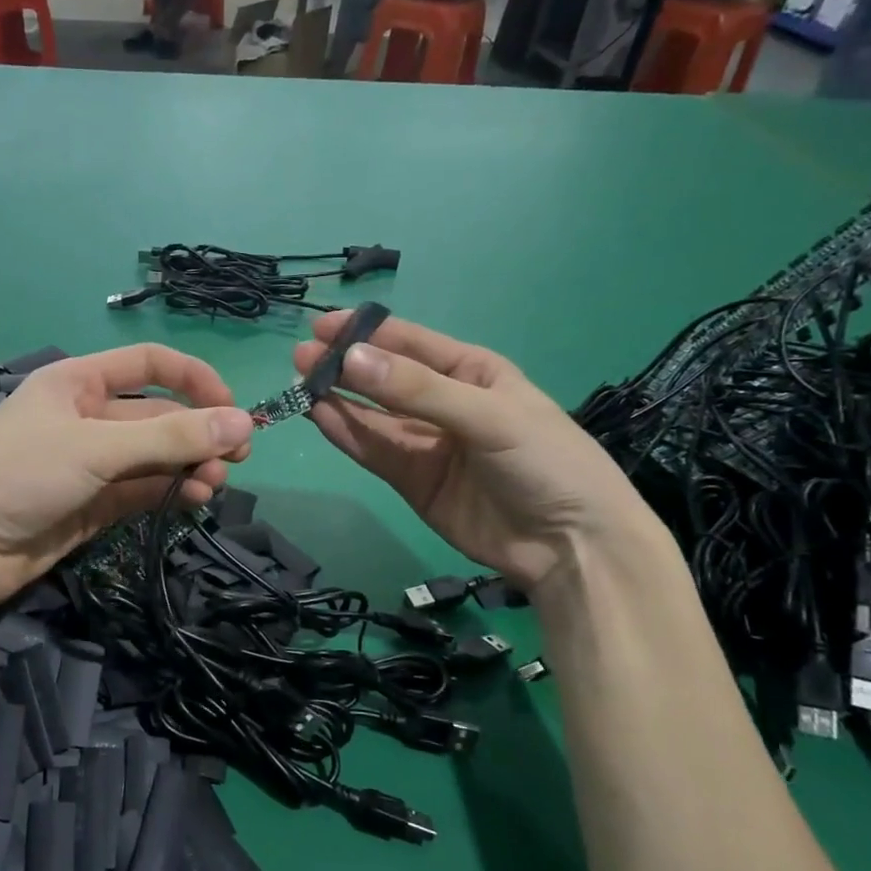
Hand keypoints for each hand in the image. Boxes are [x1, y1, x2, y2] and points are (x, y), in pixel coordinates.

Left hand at [0, 345, 252, 605]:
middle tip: (237, 457)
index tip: (232, 408)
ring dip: (187, 466)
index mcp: (78, 382)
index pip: (149, 364)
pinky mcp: (91, 505)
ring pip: (152, 457)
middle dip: (197, 433)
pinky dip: (168, 492)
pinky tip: (194, 499)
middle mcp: (86, 417)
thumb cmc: (20, 474)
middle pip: (156, 415)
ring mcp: (88, 464)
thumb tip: (243, 424)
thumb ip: (170, 438)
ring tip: (213, 485)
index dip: (194, 379)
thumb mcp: (96, 448)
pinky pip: (140, 490)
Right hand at [294, 311, 655, 592]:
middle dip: (345, 365)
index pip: (411, 343)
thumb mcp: (487, 415)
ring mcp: (425, 443)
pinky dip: (345, 433)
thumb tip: (351, 358)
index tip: (323, 326)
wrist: (570, 545)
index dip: (367, 332)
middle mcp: (443, 403)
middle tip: (302, 357)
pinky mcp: (411, 480)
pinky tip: (318, 415)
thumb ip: (417, 390)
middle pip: (385, 378)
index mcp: (471, 372)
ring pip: (372, 414)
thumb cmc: (545, 461)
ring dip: (337, 398)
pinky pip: (373, 450)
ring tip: (300, 382)